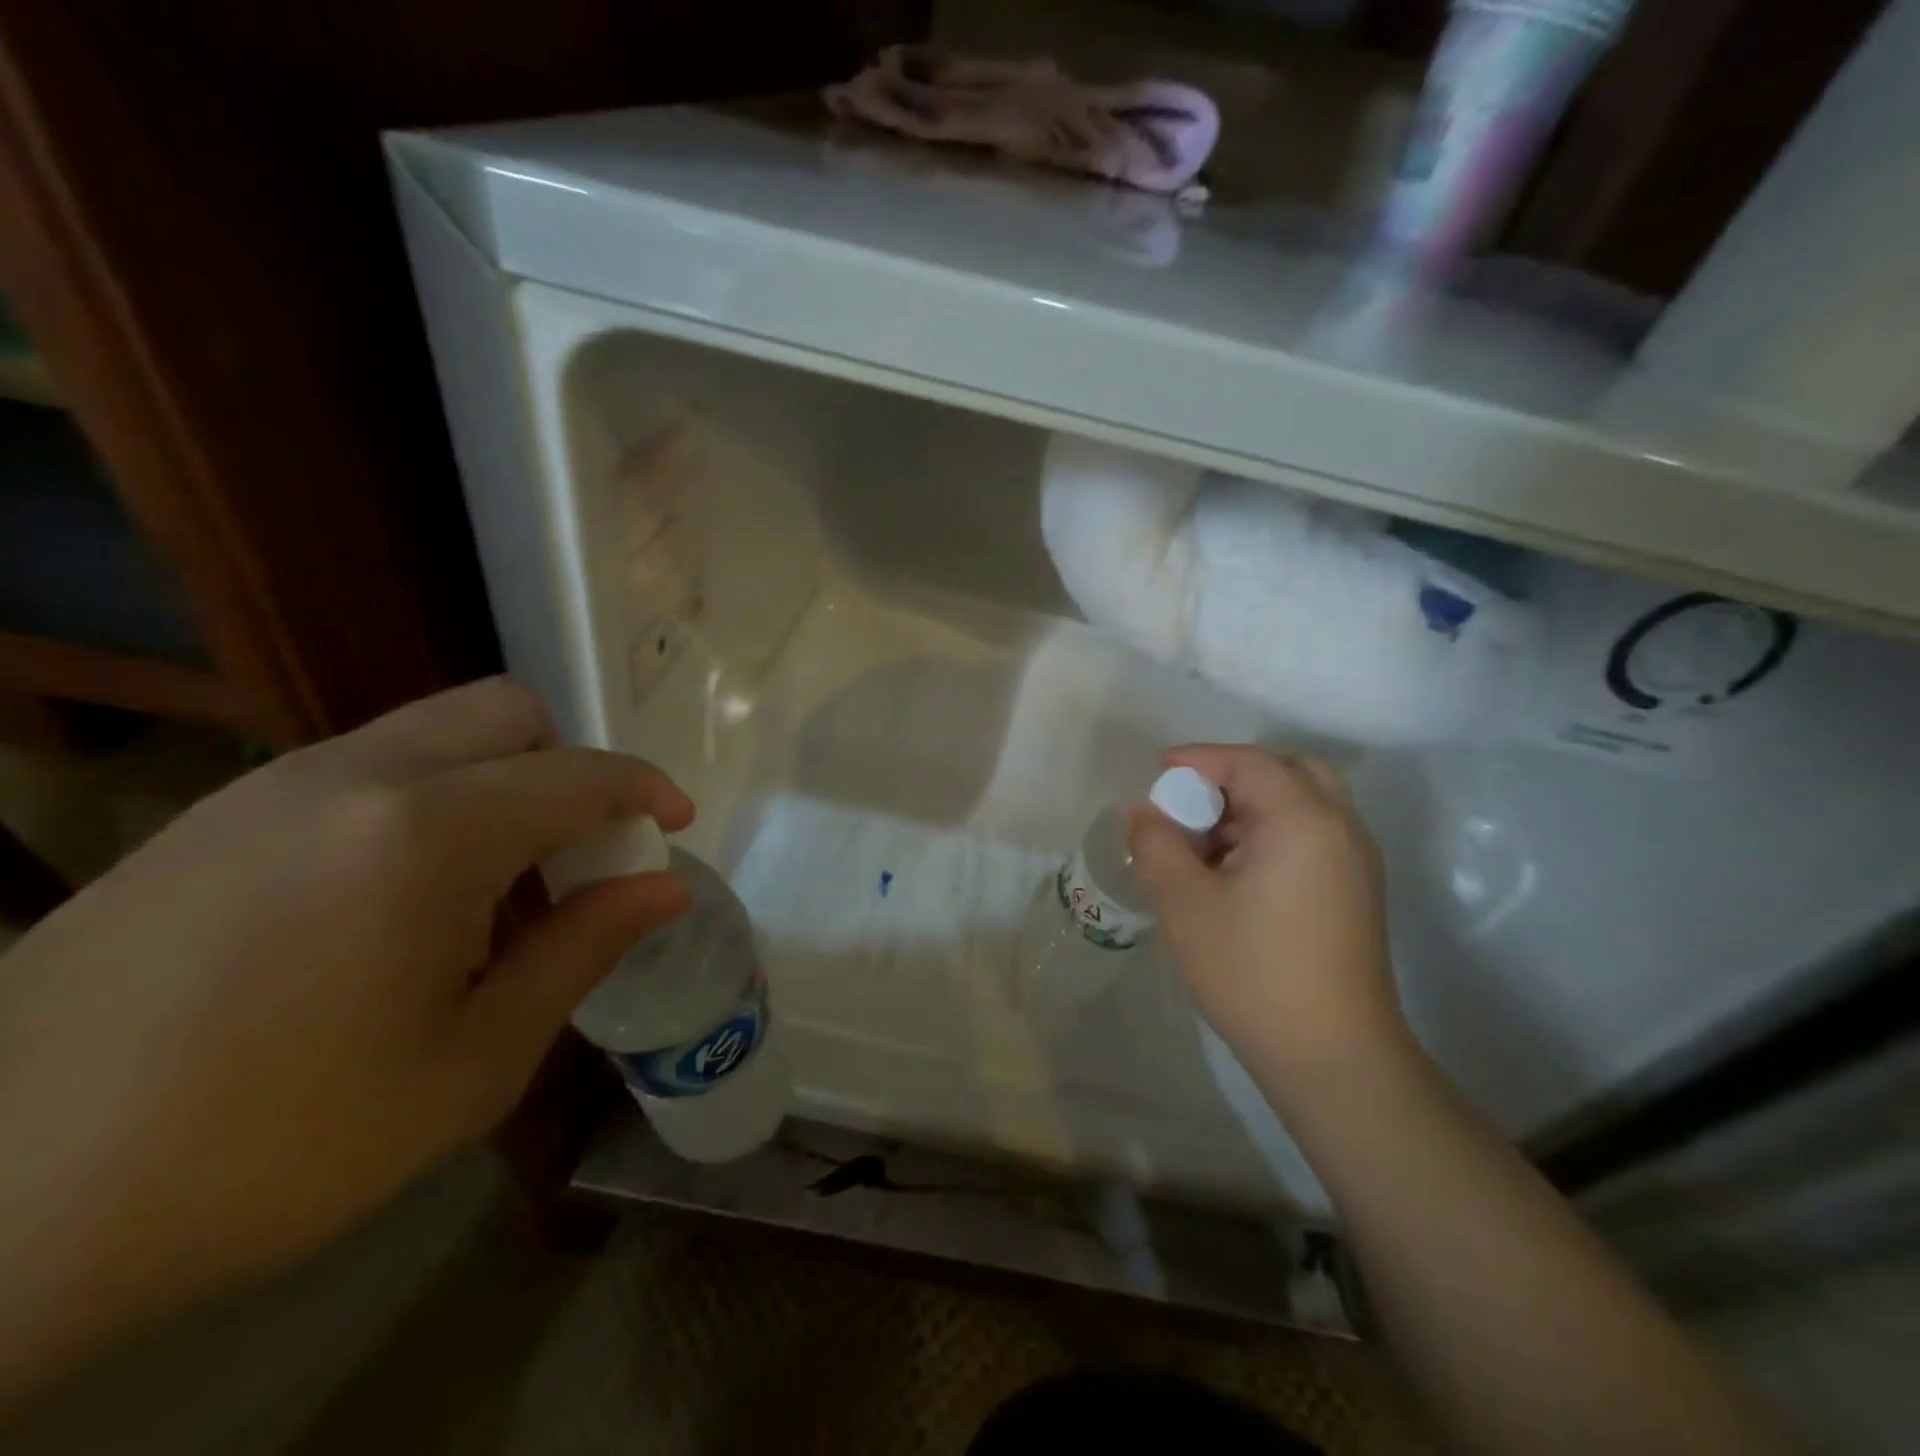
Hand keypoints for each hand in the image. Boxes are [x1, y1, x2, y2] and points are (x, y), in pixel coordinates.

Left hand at [0, 679, 690, 1396]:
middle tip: (575, 856)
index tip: (675, 825)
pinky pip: (362, 771)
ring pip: (432, 735)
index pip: (578, 773)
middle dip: (567, 766)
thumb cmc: (278, 1145)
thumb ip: (583, 950)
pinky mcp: (209, 819)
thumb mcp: (473, 1061)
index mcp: (427, 833)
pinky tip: (393, 906)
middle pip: (506, 711)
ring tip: (488, 894)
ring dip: (496, 785)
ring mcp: (269, 788)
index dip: (645, 789)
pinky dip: (423, 803)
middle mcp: (353, 777)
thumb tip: (666, 889)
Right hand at [1126, 745, 1406, 1096]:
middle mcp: (1340, 827)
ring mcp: (1356, 862)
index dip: (1197, 760)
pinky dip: (1273, 833)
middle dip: (1233, 777)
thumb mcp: (1184, 903)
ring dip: (1253, 807)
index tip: (1155, 777)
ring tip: (1205, 845)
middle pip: (1287, 771)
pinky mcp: (1356, 892)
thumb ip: (1155, 844)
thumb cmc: (1252, 971)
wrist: (1333, 1058)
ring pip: (1303, 804)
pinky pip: (1313, 835)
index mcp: (1303, 819)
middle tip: (1192, 807)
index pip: (1247, 761)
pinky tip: (1236, 874)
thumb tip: (1140, 810)